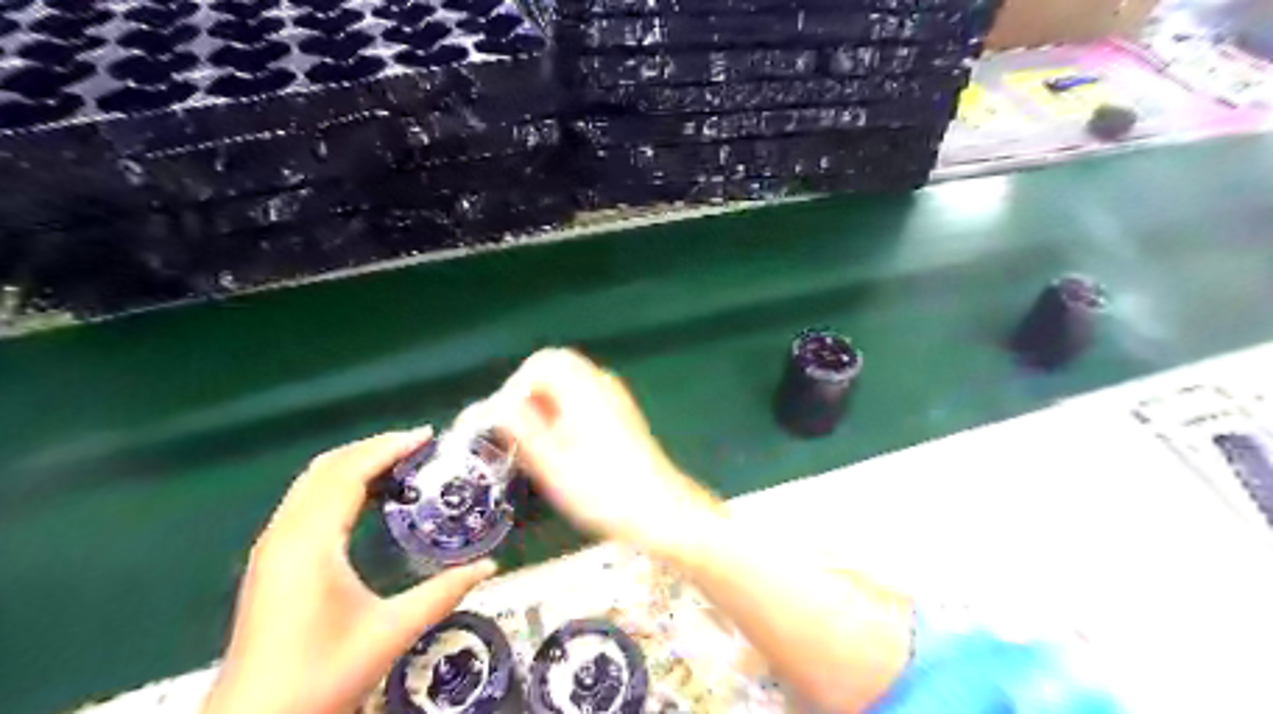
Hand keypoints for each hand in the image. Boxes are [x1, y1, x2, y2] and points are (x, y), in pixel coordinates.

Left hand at [200, 430, 493, 712]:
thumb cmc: (323, 676)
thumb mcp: (393, 631)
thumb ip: (444, 593)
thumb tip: (489, 567)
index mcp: (310, 544)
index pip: (348, 473)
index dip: (388, 448)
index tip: (426, 436)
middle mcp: (284, 536)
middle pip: (327, 468)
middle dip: (373, 448)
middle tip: (418, 445)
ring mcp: (271, 548)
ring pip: (312, 483)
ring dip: (354, 464)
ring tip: (400, 462)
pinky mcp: (270, 562)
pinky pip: (305, 501)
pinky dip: (338, 484)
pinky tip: (366, 497)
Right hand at [494, 351, 720, 562]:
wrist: (661, 512)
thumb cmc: (604, 492)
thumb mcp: (552, 465)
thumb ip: (520, 429)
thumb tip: (494, 407)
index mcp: (585, 389)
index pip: (541, 363)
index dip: (514, 387)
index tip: (502, 421)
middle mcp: (602, 385)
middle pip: (556, 368)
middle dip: (527, 393)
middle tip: (511, 428)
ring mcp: (615, 399)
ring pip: (569, 384)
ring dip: (544, 404)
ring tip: (531, 441)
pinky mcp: (620, 417)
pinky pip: (582, 399)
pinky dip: (562, 413)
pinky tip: (558, 446)